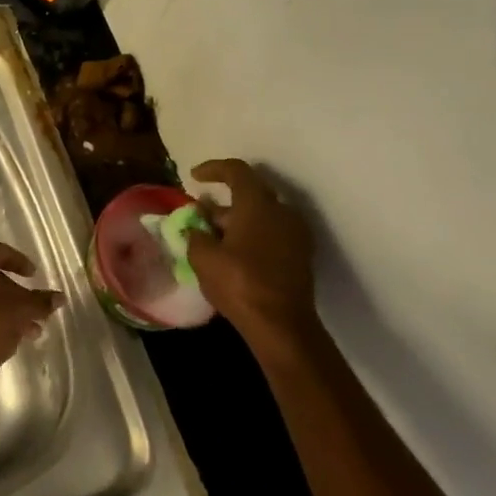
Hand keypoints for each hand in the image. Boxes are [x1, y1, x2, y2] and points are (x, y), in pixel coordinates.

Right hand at [186, 158, 316, 345]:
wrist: (282, 326)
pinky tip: (234, 253)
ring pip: (263, 214)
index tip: (194, 176)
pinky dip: (253, 234)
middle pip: (251, 193)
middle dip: (224, 200)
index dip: (213, 169)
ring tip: (214, 236)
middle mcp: (282, 212)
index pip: (237, 171)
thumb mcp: (203, 257)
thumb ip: (195, 234)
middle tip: (201, 213)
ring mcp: (296, 234)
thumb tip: (194, 227)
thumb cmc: (239, 283)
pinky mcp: (301, 255)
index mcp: (258, 205)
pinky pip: (273, 232)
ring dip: (238, 219)